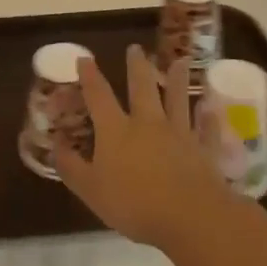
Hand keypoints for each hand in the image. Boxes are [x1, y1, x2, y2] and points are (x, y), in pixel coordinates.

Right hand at [54, 44, 232, 247]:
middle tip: (137, 48)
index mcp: (116, 130)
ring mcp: (179, 135)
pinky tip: (211, 108)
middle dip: (137, 66)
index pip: (99, 96)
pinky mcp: (204, 151)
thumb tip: (55, 144)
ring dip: (178, 80)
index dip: (90, 76)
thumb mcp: (90, 190)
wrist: (190, 217)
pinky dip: (208, 118)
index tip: (84, 58)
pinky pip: (206, 130)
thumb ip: (71, 166)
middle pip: (142, 88)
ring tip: (181, 61)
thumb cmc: (134, 204)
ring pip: (178, 100)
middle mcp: (148, 124)